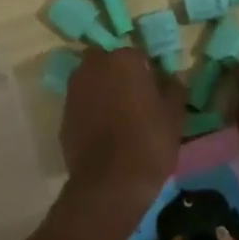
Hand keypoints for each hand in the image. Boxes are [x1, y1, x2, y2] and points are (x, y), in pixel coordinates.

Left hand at [60, 47, 183, 222]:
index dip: (148, 72)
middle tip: (135, 98)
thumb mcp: (174, 115)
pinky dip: (91, 111)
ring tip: (119, 115)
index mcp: (123, 60)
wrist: (110, 184)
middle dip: (119, 74)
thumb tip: (173, 78)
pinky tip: (104, 132)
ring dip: (102, 90)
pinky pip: (81, 104)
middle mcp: (94, 67)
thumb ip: (174, 89)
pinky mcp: (63, 116)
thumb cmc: (148, 142)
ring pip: (91, 81)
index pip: (138, 55)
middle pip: (108, 62)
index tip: (156, 91)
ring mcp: (74, 91)